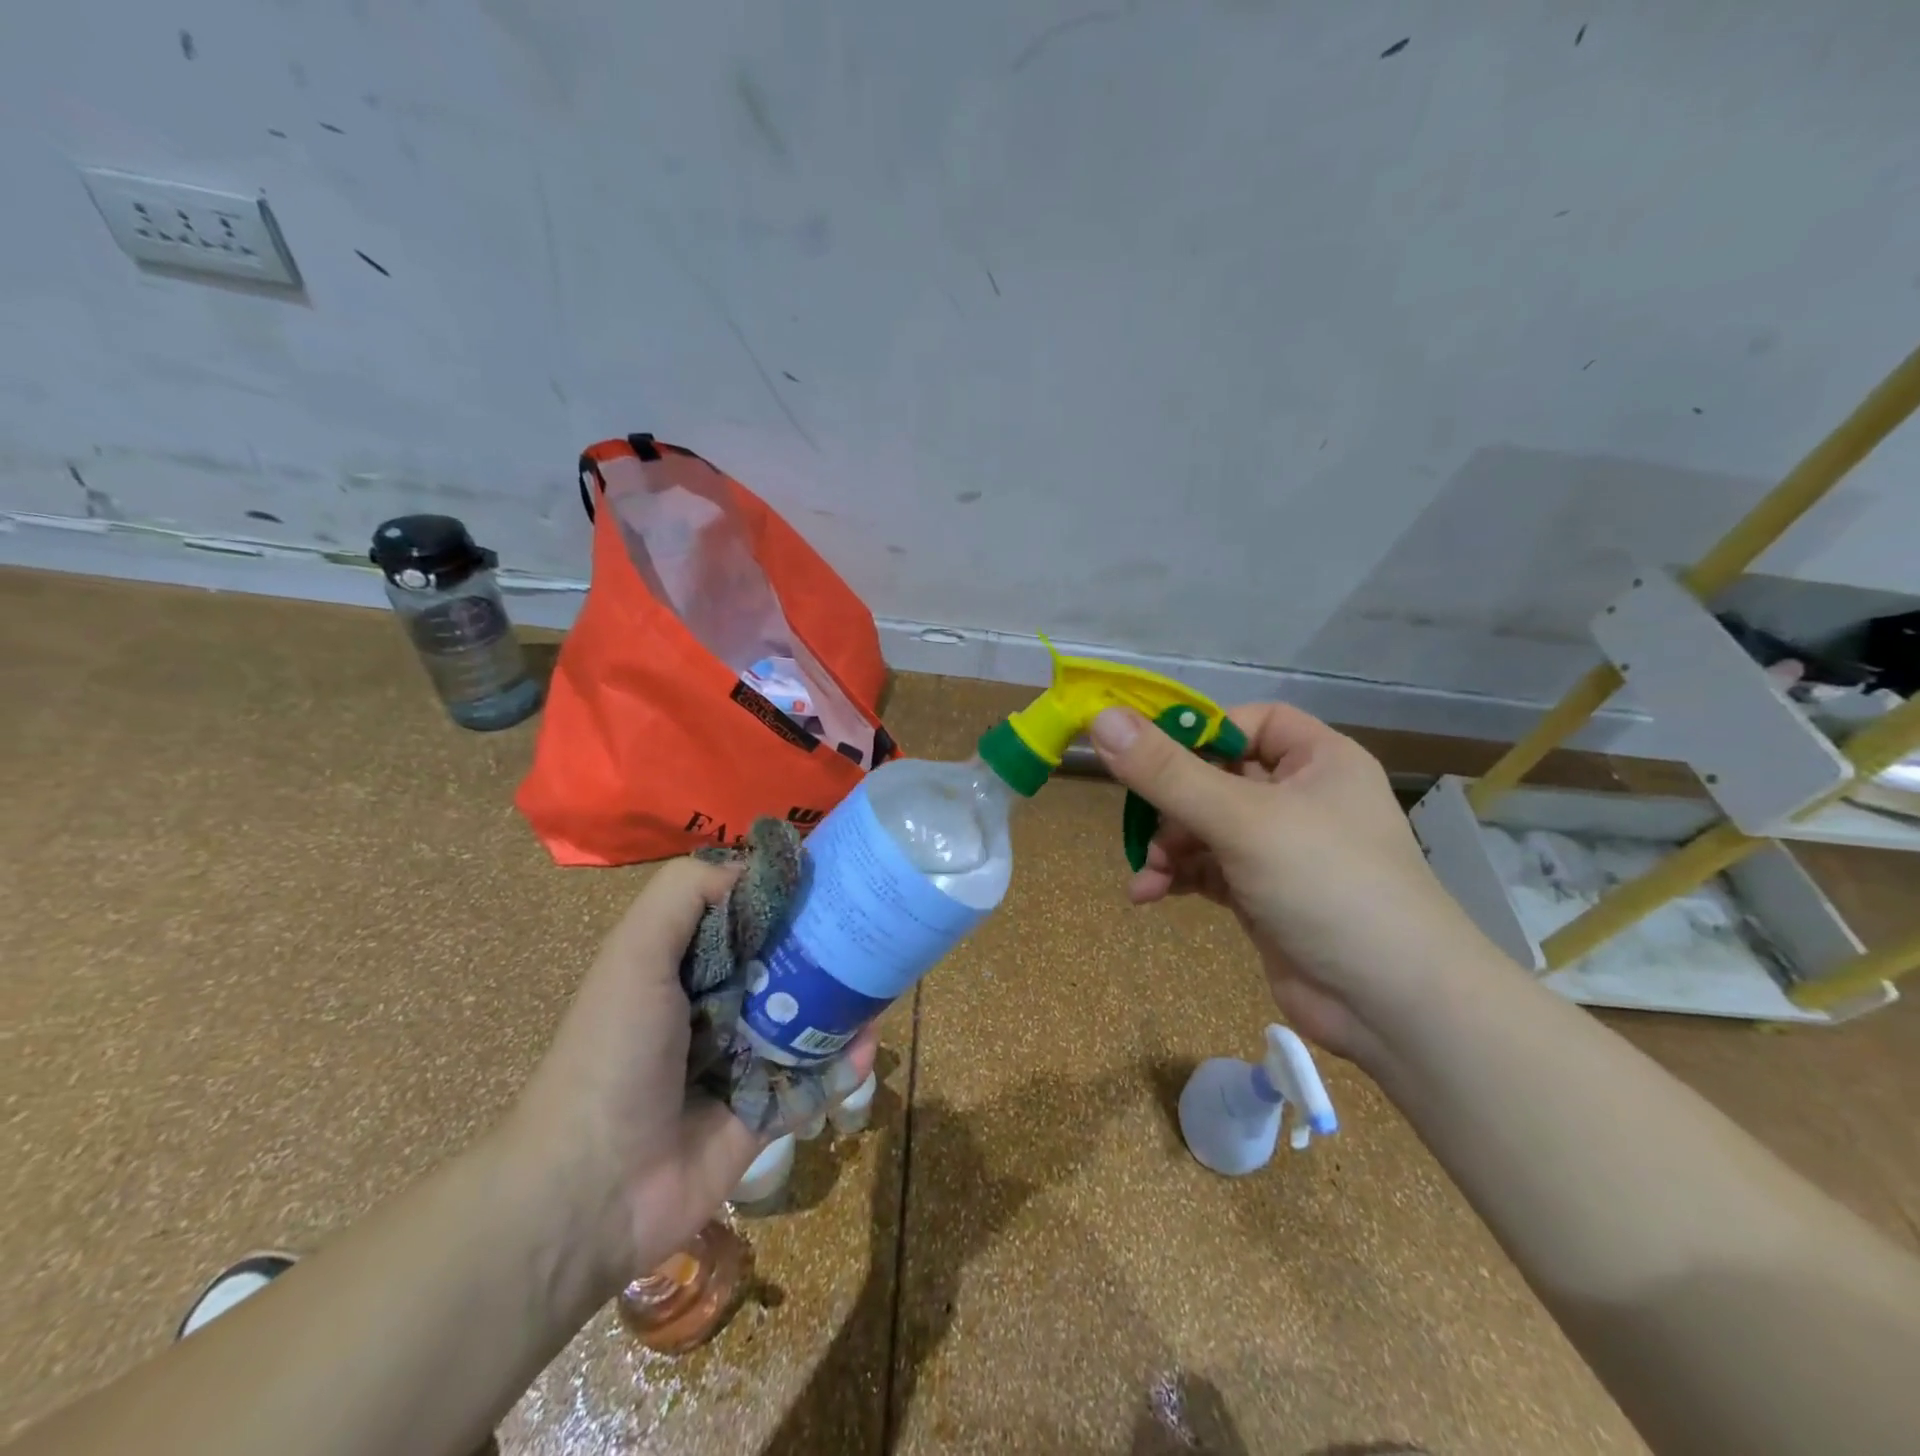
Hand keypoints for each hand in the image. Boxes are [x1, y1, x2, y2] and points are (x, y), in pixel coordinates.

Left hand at [498, 859, 873, 1290]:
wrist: (591, 1191)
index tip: (833, 876)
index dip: (785, 895)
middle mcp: (717, 1006)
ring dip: (846, 1002)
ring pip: (808, 1019)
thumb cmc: (614, 1054)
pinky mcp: (765, 1110)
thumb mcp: (635, 953)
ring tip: (884, 984)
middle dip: (827, 947)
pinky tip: (865, 1047)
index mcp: (685, 966)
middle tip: (874, 931)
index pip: (745, 916)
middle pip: (784, 964)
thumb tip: (753, 866)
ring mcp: (743, 1061)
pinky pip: (814, 1079)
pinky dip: (843, 1063)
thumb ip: (684, 894)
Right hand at [1091, 702, 1486, 1065]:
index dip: (1201, 731)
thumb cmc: (1328, 885)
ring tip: (1148, 874)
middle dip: (1170, 803)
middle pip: (1216, 776)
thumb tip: (1102, 719)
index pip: (1250, 721)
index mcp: (1318, 761)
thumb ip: (1168, 772)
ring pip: (1205, 827)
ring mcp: (1282, 850)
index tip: (1148, 752)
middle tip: (1139, 825)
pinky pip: (1208, 869)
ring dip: (1169, 846)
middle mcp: (1301, 798)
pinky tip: (1149, 895)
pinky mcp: (1263, 895)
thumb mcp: (1242, 820)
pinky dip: (1178, 877)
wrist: (1393, 1007)